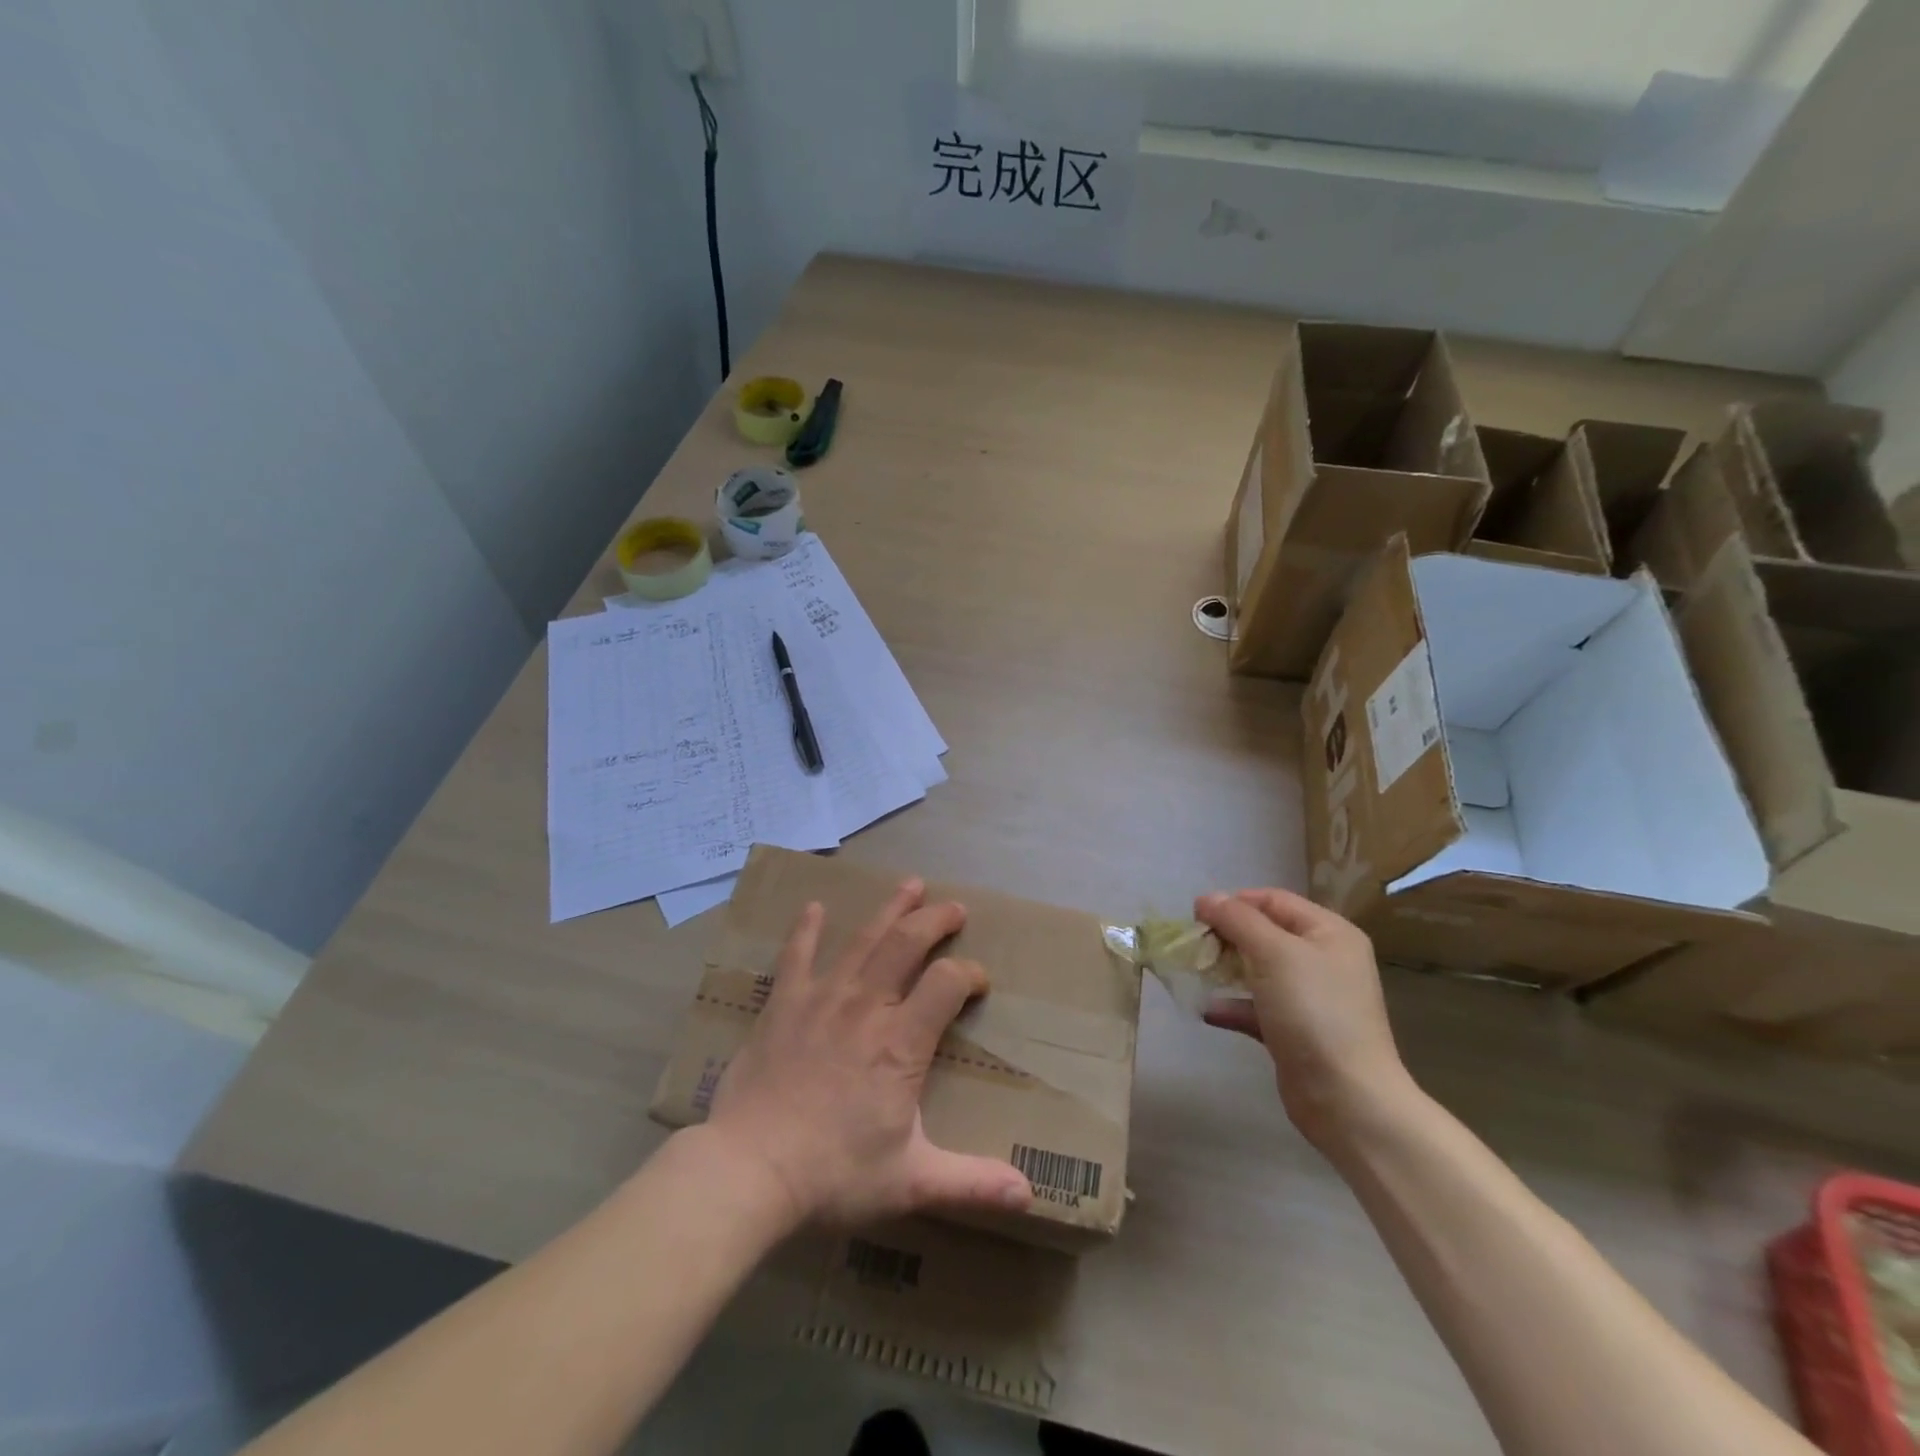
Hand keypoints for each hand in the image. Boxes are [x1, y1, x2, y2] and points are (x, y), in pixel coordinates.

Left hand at [703, 878, 1032, 1228]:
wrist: (749, 1171)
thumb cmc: (834, 1175)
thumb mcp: (912, 1183)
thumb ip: (972, 1183)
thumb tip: (1029, 1196)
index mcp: (902, 1043)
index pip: (948, 983)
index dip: (969, 974)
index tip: (978, 983)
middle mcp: (867, 1006)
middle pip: (907, 943)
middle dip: (935, 920)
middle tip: (954, 908)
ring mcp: (822, 999)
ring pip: (863, 940)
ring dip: (890, 909)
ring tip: (910, 885)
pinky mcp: (784, 1004)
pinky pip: (797, 955)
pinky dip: (806, 929)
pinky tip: (814, 907)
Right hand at [1195, 888, 1413, 1149]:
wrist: (1346, 1098)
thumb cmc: (1314, 1011)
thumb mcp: (1274, 953)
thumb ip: (1237, 919)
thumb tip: (1206, 898)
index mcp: (1329, 932)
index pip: (1273, 900)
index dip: (1234, 902)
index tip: (1196, 915)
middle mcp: (1323, 960)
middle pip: (1264, 933)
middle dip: (1226, 936)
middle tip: (1193, 945)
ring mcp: (1310, 998)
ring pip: (1257, 970)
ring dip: (1224, 968)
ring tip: (1194, 972)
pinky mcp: (1294, 1031)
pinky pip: (1256, 1007)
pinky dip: (1232, 1005)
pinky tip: (1207, 1010)